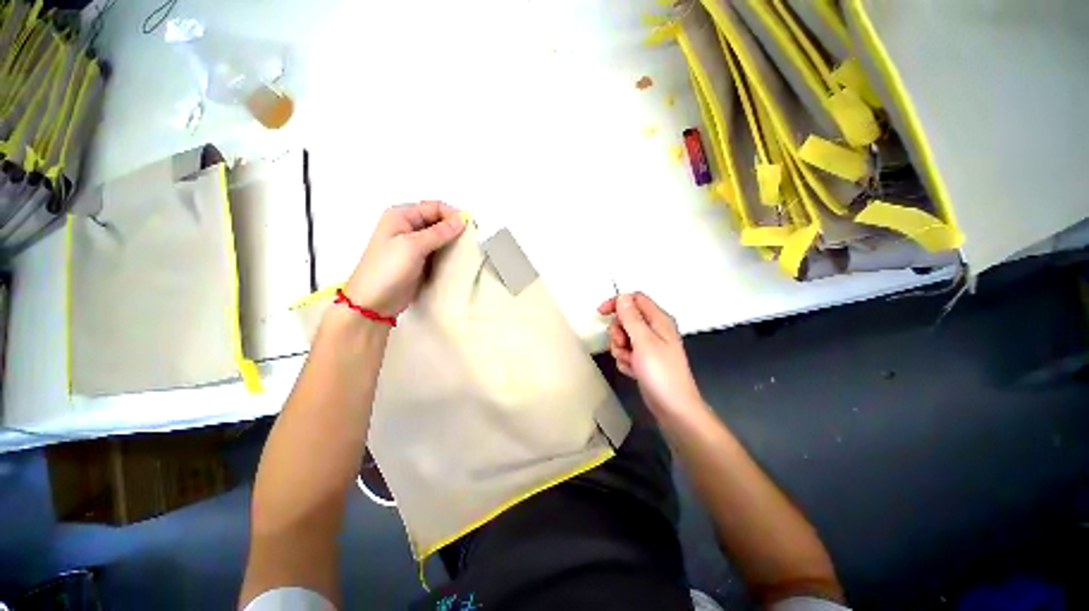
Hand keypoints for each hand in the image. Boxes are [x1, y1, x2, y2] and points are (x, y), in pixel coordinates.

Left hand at [344, 201, 464, 315]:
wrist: (374, 302)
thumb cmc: (388, 270)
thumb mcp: (413, 246)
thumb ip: (439, 232)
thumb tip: (461, 220)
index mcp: (401, 216)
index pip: (434, 207)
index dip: (452, 215)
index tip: (470, 228)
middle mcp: (408, 227)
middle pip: (438, 221)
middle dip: (455, 228)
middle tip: (471, 240)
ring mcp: (414, 245)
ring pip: (440, 237)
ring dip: (453, 242)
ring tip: (467, 251)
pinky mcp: (420, 261)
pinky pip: (439, 252)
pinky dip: (449, 254)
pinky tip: (458, 260)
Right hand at [598, 292, 705, 420]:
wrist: (672, 407)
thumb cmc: (660, 372)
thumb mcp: (644, 341)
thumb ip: (631, 317)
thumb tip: (622, 297)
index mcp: (658, 320)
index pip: (635, 299)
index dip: (618, 303)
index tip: (602, 313)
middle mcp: (654, 329)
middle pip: (626, 319)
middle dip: (618, 332)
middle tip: (624, 345)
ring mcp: (649, 346)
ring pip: (623, 337)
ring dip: (621, 349)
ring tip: (631, 361)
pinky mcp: (643, 359)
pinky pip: (626, 352)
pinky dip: (625, 360)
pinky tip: (633, 370)